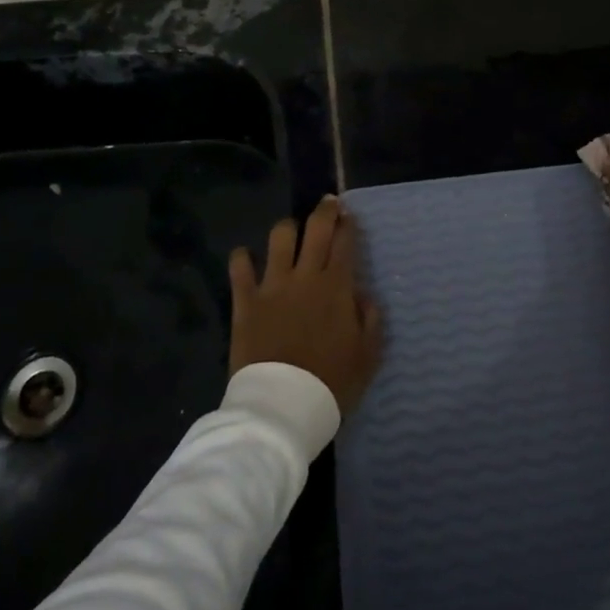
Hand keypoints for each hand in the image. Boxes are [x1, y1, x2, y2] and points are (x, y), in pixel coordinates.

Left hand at [229, 196, 383, 415]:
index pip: (345, 242)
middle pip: (316, 229)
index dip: (348, 224)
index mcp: (337, 286)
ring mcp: (272, 285)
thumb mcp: (367, 355)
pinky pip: (240, 268)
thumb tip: (363, 295)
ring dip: (287, 230)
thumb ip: (370, 319)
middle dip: (325, 211)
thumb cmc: (331, 382)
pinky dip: (242, 258)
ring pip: (279, 238)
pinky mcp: (245, 301)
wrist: (283, 406)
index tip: (349, 215)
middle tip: (328, 204)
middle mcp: (306, 276)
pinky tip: (245, 257)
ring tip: (290, 233)